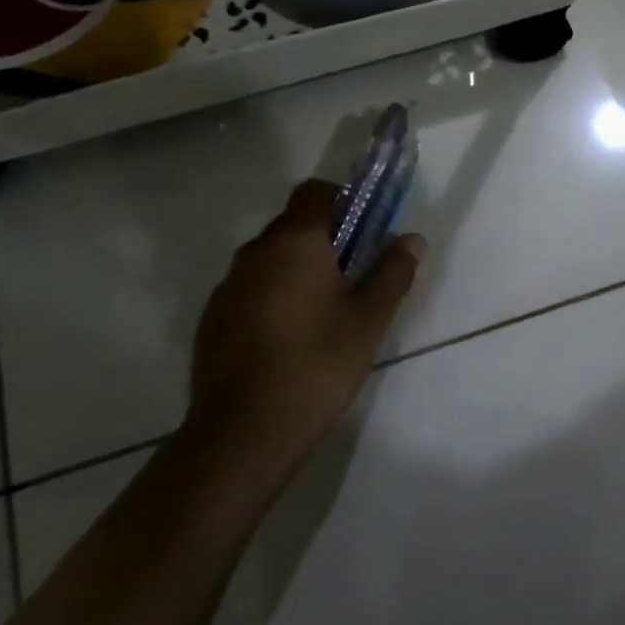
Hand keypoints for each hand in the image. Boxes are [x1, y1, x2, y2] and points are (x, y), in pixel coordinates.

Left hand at [187, 179, 422, 478]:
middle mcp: (255, 253)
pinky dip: (271, 296)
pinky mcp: (212, 320)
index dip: (342, 200)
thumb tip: (412, 239)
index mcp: (294, 242)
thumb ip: (392, 272)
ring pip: (269, 259)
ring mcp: (227, 287)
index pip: (314, 192)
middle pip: (292, 225)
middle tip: (353, 275)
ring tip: (322, 311)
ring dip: (296, 269)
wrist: (244, 432)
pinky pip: (249, 289)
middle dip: (324, 238)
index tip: (364, 229)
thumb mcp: (369, 320)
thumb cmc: (317, 364)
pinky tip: (288, 338)